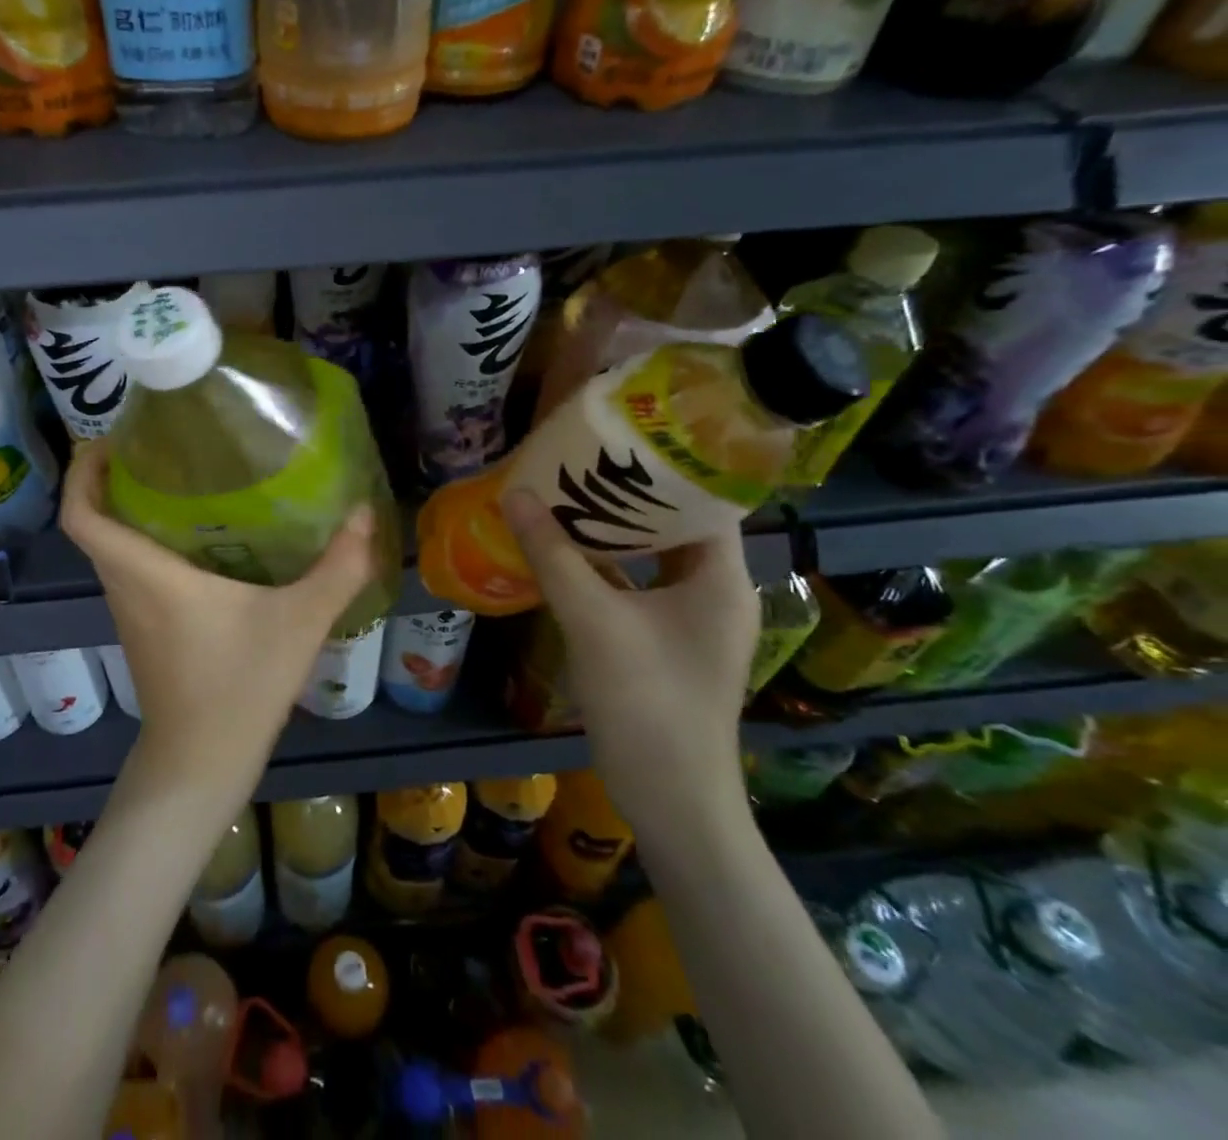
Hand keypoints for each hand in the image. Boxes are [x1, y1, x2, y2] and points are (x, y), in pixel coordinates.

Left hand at [60, 440, 377, 795]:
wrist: (201, 764)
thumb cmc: (240, 688)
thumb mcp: (299, 623)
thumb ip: (337, 568)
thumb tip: (365, 515)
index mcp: (147, 574)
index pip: (83, 515)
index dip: (82, 472)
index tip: (109, 439)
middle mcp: (126, 587)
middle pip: (94, 523)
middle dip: (111, 479)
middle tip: (157, 446)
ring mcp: (130, 613)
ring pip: (112, 548)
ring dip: (129, 511)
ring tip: (180, 480)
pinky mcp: (142, 631)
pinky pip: (130, 571)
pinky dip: (146, 543)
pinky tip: (199, 538)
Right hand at [503, 488, 758, 838]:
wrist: (671, 800)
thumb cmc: (647, 702)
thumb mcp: (593, 621)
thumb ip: (554, 555)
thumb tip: (518, 494)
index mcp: (721, 577)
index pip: (704, 499)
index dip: (664, 465)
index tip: (616, 438)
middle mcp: (716, 590)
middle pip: (675, 524)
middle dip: (626, 493)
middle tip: (578, 460)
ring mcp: (691, 619)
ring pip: (653, 556)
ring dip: (612, 530)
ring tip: (565, 494)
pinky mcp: (667, 641)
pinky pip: (637, 585)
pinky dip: (606, 566)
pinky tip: (564, 550)